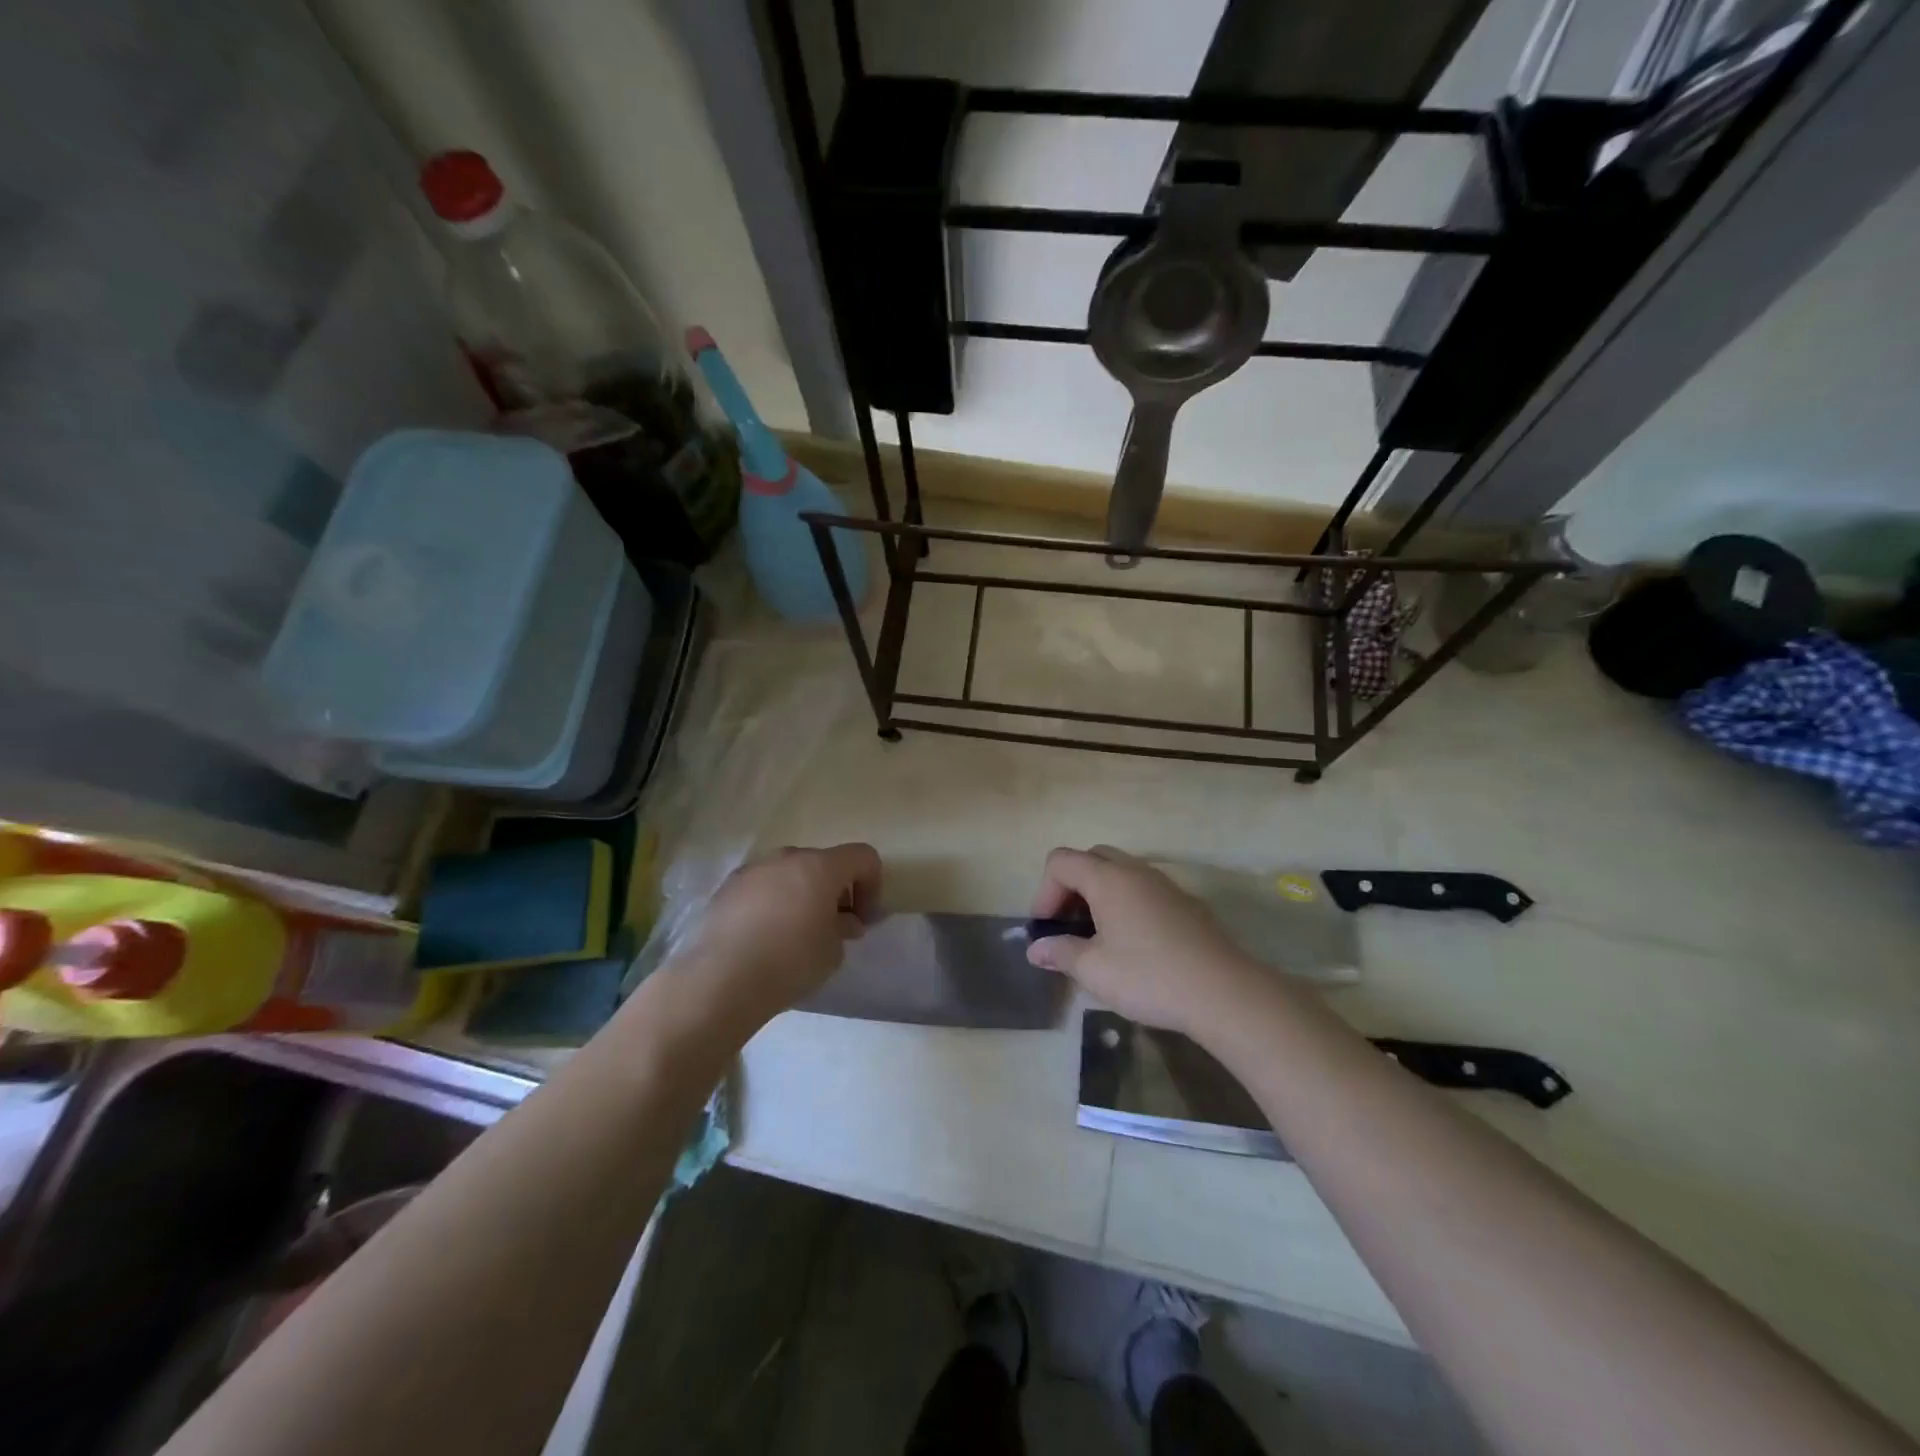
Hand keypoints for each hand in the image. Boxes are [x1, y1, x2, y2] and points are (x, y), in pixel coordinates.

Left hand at [672, 843, 881, 1026]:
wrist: (721, 979)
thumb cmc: (790, 961)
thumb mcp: (833, 951)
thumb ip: (844, 927)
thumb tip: (844, 921)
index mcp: (820, 866)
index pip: (863, 857)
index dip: (873, 885)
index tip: (863, 920)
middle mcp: (787, 857)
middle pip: (824, 862)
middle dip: (835, 890)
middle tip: (833, 927)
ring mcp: (753, 869)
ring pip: (789, 873)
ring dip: (802, 894)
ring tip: (795, 933)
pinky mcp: (726, 887)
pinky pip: (762, 886)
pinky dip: (772, 902)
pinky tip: (764, 937)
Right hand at [1027, 846, 1273, 1039]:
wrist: (1224, 993)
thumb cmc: (1149, 977)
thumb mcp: (1094, 970)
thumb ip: (1060, 952)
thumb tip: (1037, 949)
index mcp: (1108, 879)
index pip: (1061, 861)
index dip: (1044, 891)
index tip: (1046, 928)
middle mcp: (1135, 871)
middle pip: (1091, 859)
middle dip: (1070, 887)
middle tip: (1068, 926)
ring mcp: (1164, 884)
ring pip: (1120, 872)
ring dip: (1099, 895)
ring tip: (1097, 937)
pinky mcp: (1185, 903)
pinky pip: (1143, 889)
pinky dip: (1125, 904)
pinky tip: (1132, 944)